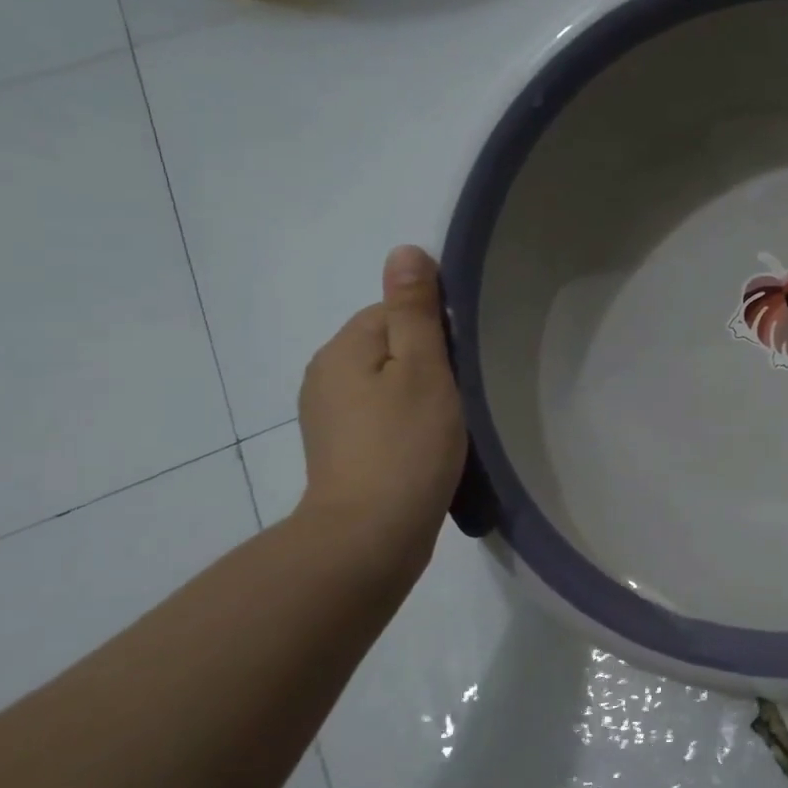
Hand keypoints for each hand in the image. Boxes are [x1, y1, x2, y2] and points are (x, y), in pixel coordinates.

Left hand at [295, 245, 467, 576]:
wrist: (370, 537)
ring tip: (449, 424)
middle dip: (428, 363)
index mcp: (343, 349)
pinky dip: (406, 423)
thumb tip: (404, 250)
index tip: (461, 364)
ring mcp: (329, 417)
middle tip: (461, 396)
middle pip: (389, 346)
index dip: (434, 331)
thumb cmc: (405, 446)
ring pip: (387, 384)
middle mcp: (326, 376)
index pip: (393, 311)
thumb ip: (415, 311)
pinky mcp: (341, 451)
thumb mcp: (421, 369)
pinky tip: (427, 447)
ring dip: (419, 395)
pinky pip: (381, 416)